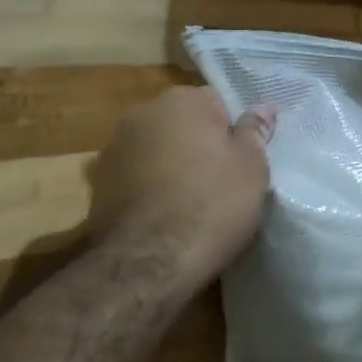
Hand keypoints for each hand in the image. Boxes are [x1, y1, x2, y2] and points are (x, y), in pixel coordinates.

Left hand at [87, 87, 275, 292]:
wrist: (149, 261)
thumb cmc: (212, 203)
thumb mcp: (251, 166)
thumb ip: (255, 131)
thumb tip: (264, 108)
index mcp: (183, 100)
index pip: (217, 102)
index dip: (231, 131)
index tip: (240, 160)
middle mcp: (144, 112)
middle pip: (181, 122)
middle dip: (196, 143)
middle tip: (219, 180)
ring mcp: (114, 146)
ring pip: (155, 148)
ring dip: (169, 164)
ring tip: (188, 201)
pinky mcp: (97, 183)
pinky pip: (135, 175)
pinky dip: (147, 187)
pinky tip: (162, 214)